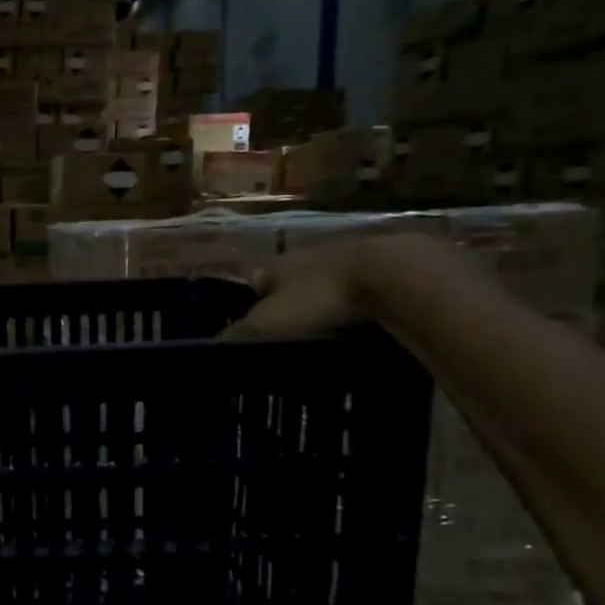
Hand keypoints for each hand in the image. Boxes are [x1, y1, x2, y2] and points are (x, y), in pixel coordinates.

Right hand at [224, 232, 455, 340]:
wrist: (394, 275)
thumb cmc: (319, 297)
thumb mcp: (267, 324)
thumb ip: (238, 336)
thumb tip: (210, 351)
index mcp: (279, 264)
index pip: (258, 283)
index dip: (256, 305)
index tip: (260, 333)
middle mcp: (311, 254)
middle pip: (294, 282)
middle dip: (292, 304)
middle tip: (293, 337)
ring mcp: (351, 257)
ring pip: (330, 284)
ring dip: (328, 305)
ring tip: (329, 336)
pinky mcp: (388, 267)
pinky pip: (365, 290)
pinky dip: (361, 307)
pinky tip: (363, 327)